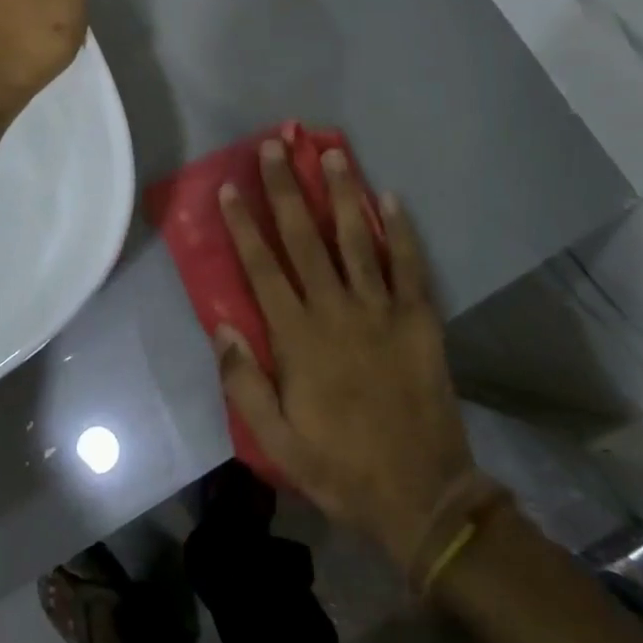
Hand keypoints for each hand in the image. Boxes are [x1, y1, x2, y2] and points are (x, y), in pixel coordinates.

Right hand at [214, 142, 475, 569]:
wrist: (422, 496)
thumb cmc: (340, 468)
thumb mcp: (277, 441)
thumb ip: (244, 383)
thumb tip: (221, 326)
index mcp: (299, 339)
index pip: (263, 269)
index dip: (243, 226)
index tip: (229, 188)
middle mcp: (337, 312)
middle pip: (306, 239)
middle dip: (286, 190)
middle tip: (276, 146)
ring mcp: (382, 312)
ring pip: (356, 240)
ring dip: (342, 194)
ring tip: (331, 154)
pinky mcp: (420, 320)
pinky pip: (409, 266)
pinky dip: (401, 230)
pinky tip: (390, 197)